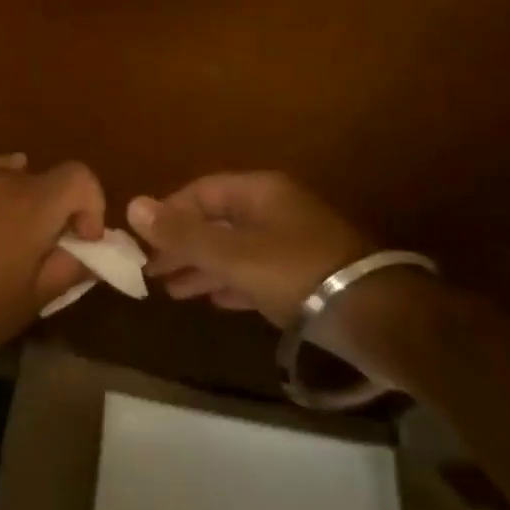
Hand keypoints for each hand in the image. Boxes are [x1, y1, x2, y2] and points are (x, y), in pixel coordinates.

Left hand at [0, 153, 104, 374]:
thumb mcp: (34, 300)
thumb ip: (69, 267)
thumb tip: (86, 252)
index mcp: (31, 205)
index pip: (79, 176)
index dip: (91, 204)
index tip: (82, 239)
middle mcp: (0, 179)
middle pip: (45, 178)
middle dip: (57, 208)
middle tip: (46, 247)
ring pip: (11, 175)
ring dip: (23, 199)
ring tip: (9, 237)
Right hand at [129, 171, 371, 329]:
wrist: (377, 317)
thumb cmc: (296, 274)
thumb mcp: (232, 255)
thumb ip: (182, 234)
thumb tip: (132, 205)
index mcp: (258, 192)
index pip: (200, 192)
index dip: (169, 214)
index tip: (143, 242)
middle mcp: (274, 209)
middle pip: (216, 221)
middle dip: (182, 246)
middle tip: (152, 272)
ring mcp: (292, 242)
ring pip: (234, 249)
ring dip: (202, 267)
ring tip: (173, 291)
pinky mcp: (305, 275)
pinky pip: (255, 271)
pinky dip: (230, 282)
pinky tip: (213, 300)